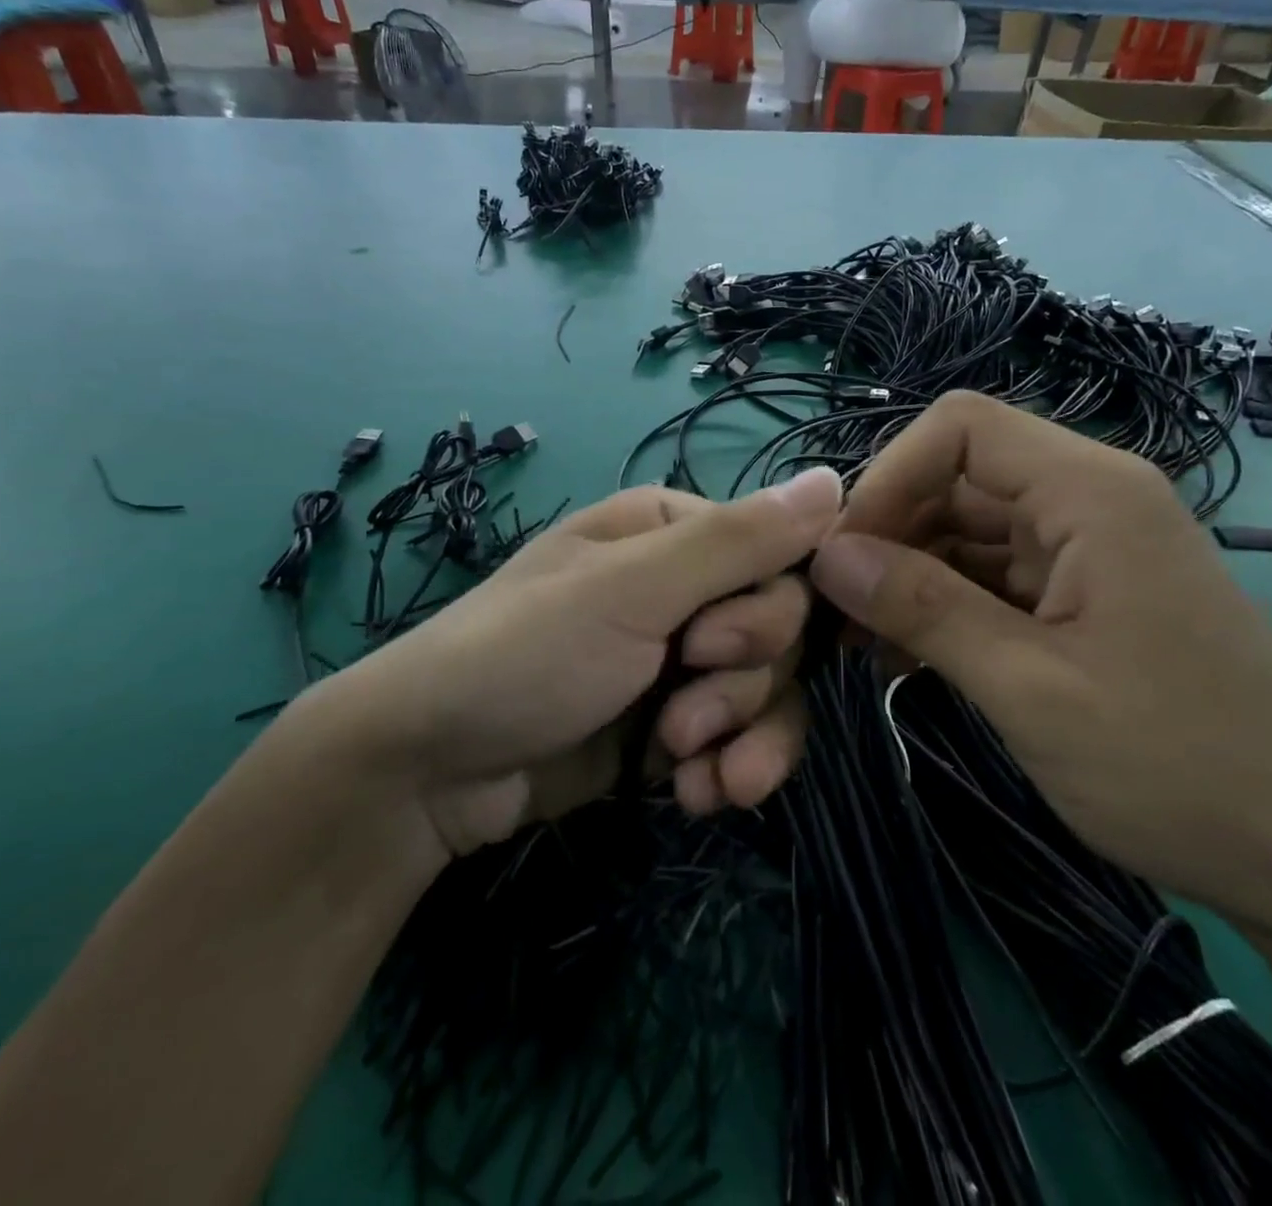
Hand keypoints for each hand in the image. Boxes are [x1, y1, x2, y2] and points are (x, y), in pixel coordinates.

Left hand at [303, 469, 842, 856]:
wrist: (434, 769)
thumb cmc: (526, 653)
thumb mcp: (631, 589)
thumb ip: (737, 540)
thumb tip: (837, 479)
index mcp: (674, 532)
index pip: (781, 556)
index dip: (770, 611)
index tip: (714, 646)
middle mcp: (685, 588)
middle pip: (780, 629)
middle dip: (744, 683)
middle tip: (682, 714)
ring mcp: (680, 659)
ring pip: (770, 690)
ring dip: (741, 735)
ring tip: (685, 768)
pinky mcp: (673, 723)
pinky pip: (740, 738)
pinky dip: (726, 769)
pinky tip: (692, 794)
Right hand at [808, 391, 1271, 944]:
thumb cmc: (1181, 769)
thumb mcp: (1030, 688)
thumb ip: (922, 608)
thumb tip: (827, 556)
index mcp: (1091, 493)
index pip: (960, 429)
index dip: (888, 477)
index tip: (844, 557)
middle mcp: (1089, 501)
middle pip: (955, 479)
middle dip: (887, 534)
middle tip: (835, 611)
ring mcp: (1087, 551)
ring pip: (965, 530)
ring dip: (906, 576)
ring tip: (859, 643)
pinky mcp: (1083, 597)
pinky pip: (989, 576)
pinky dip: (940, 605)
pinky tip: (904, 656)